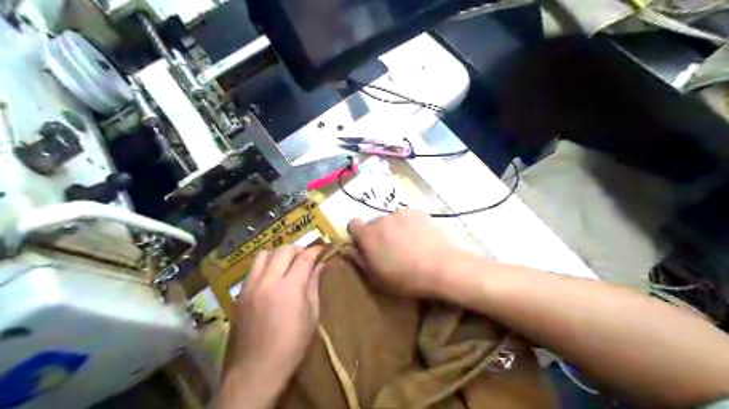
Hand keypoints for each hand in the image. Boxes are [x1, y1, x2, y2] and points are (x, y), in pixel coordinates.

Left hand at [221, 244, 324, 407]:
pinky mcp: (240, 294)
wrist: (256, 368)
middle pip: (283, 250)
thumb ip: (314, 285)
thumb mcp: (311, 315)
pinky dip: (265, 265)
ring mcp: (250, 286)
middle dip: (297, 249)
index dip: (315, 251)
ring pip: (263, 254)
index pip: (304, 258)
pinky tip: (272, 277)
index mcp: (289, 287)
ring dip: (278, 254)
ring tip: (287, 263)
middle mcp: (267, 280)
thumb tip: (320, 265)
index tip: (322, 249)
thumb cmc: (292, 345)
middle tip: (306, 256)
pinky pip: (253, 269)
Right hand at [346, 210, 473, 300]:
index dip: (357, 235)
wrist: (444, 267)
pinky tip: (423, 240)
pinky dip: (411, 226)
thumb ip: (360, 261)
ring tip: (411, 246)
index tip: (366, 247)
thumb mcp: (377, 279)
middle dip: (378, 234)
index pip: (352, 224)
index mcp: (368, 235)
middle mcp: (383, 219)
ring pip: (392, 220)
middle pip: (374, 223)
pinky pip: (409, 218)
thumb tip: (348, 249)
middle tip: (391, 250)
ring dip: (395, 229)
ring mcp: (403, 213)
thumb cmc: (408, 279)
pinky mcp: (420, 212)